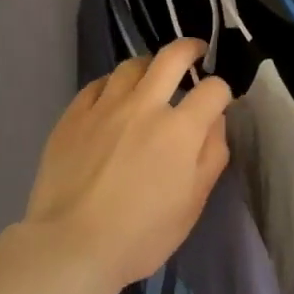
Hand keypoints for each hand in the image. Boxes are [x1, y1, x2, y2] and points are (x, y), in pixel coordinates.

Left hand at [24, 37, 231, 293]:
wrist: (72, 245)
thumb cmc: (142, 234)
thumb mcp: (193, 203)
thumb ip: (212, 156)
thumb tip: (216, 122)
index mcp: (181, 129)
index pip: (213, 89)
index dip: (222, 91)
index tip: (219, 102)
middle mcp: (144, 106)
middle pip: (171, 57)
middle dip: (190, 49)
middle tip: (195, 51)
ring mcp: (104, 107)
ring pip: (131, 65)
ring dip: (149, 64)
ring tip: (152, 73)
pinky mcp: (73, 115)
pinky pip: (97, 84)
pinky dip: (113, 84)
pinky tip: (113, 95)